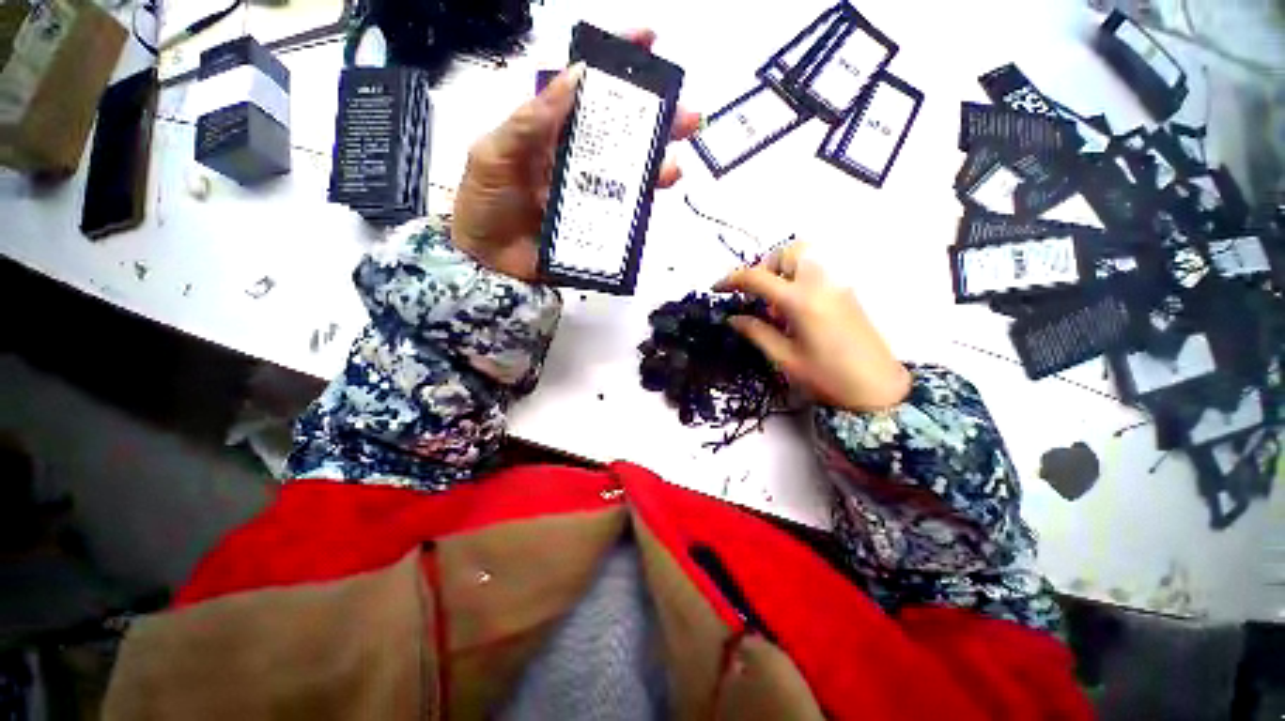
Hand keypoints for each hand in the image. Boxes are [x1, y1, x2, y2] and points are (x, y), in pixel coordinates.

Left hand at [451, 29, 700, 280]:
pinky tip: (656, 194)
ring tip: (672, 166)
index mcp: (549, 130)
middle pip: (620, 131)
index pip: (585, 87)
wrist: (489, 263)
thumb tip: (575, 75)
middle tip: (686, 115)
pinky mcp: (597, 223)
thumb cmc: (484, 204)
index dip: (615, 62)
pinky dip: (645, 200)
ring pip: (630, 170)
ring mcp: (589, 192)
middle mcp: (576, 156)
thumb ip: (530, 119)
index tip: (648, 42)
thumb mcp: (494, 153)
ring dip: (657, 164)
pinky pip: (625, 208)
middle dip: (656, 118)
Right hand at [713, 243, 911, 412]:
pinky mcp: (847, 291)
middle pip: (787, 253)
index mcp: (800, 302)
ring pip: (806, 256)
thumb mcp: (784, 358)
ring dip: (782, 269)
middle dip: (764, 266)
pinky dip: (798, 277)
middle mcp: (820, 284)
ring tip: (774, 301)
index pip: (757, 278)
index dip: (732, 280)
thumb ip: (756, 332)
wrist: (878, 389)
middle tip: (754, 294)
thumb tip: (733, 318)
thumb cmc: (827, 378)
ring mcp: (837, 284)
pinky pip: (818, 269)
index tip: (717, 288)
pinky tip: (794, 307)